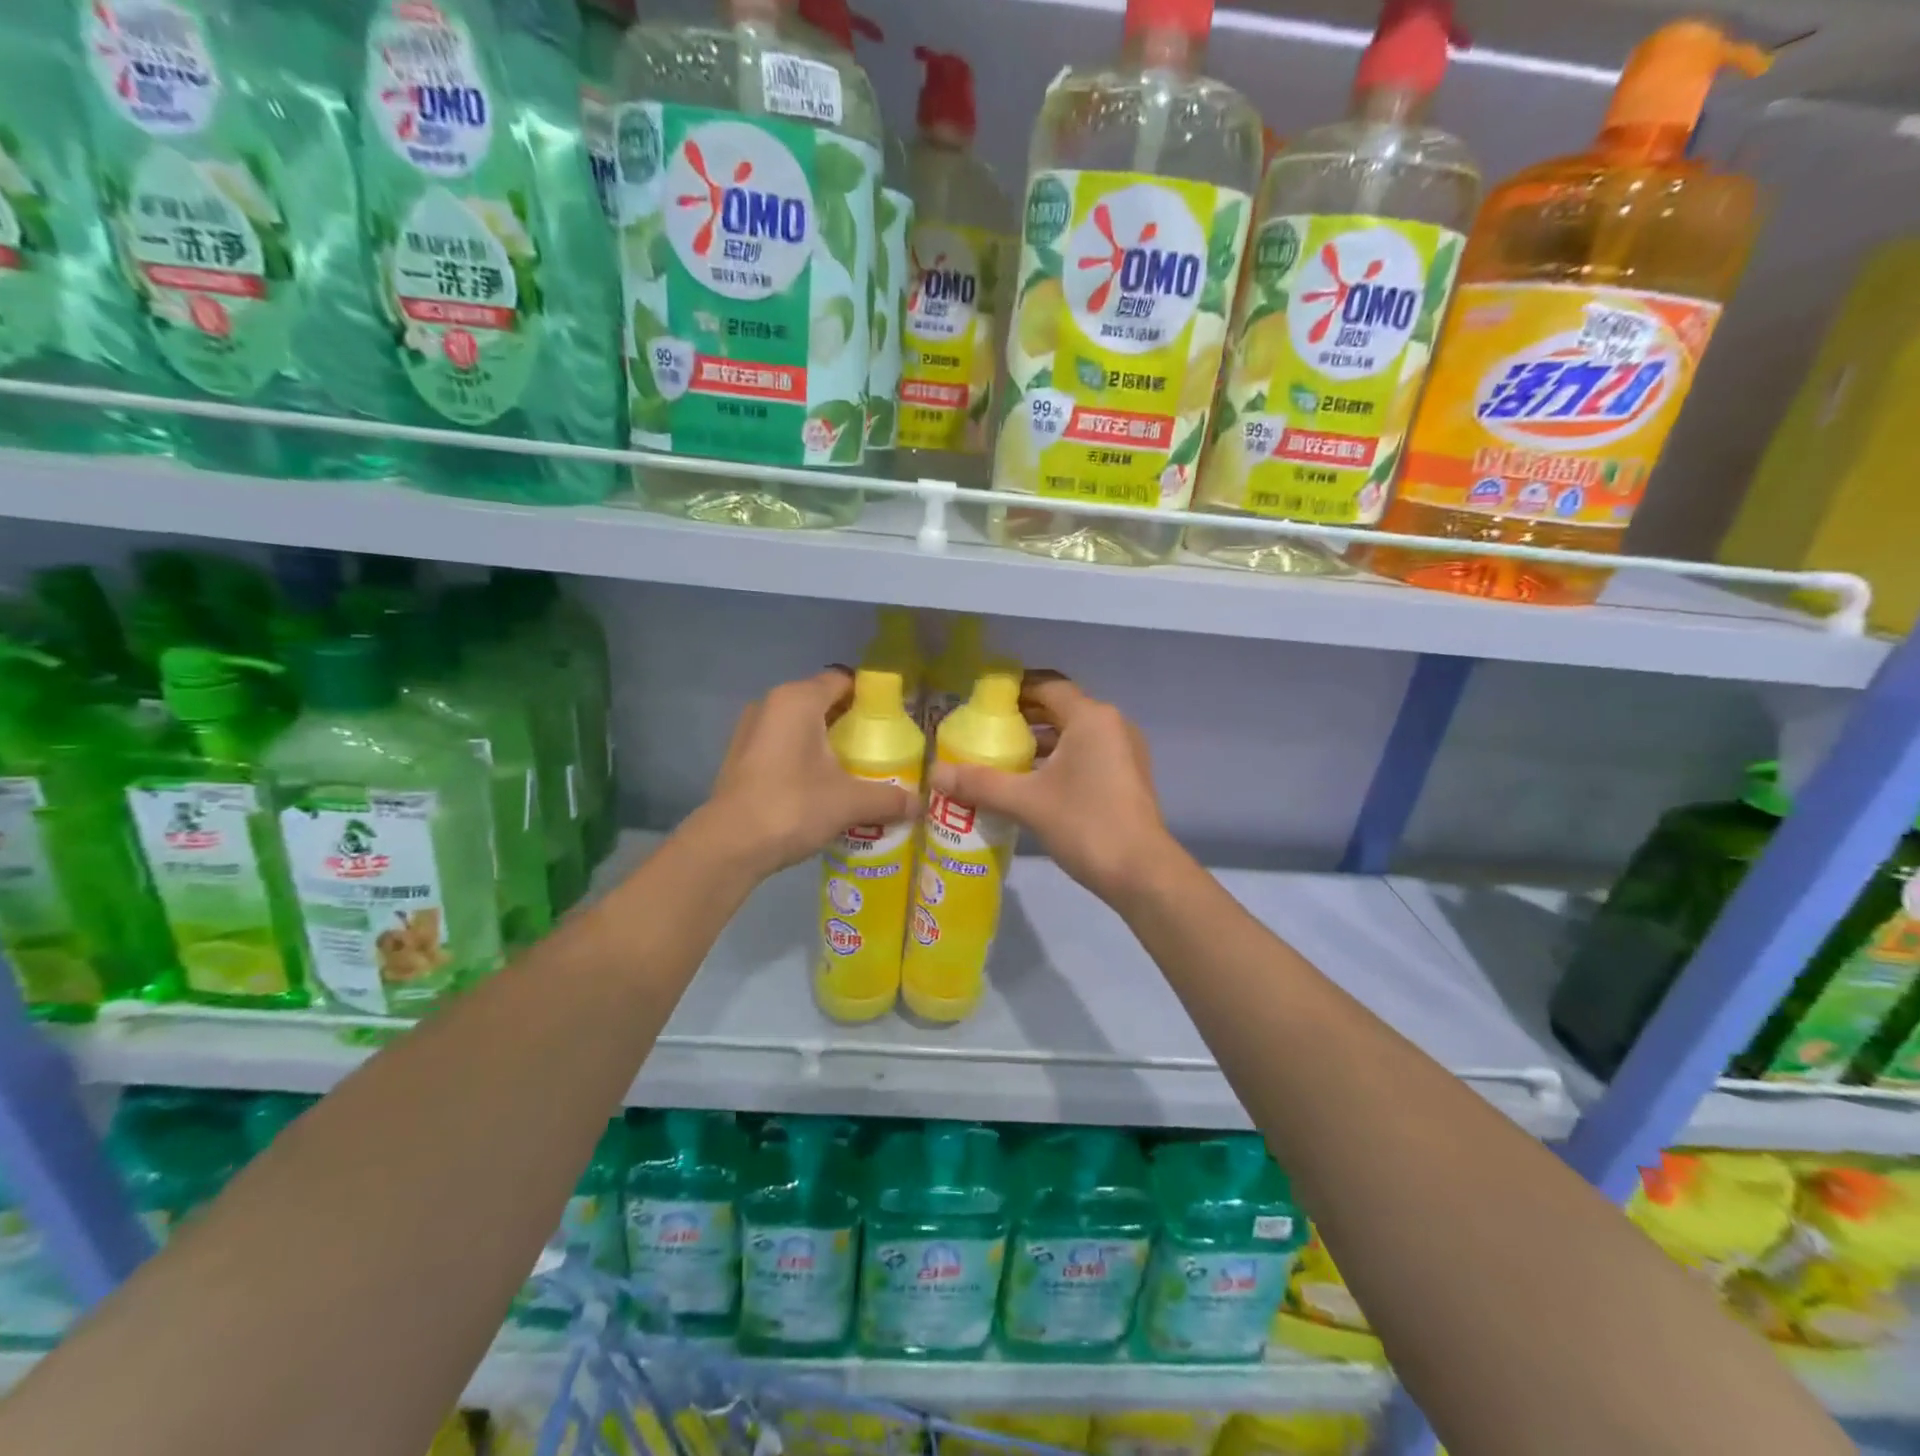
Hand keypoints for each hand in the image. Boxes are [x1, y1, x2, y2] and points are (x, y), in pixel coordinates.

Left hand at [703, 669, 917, 879]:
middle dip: (851, 723)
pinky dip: (803, 757)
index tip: (893, 721)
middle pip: (822, 702)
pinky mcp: (740, 756)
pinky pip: (782, 745)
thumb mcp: (850, 802)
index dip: (871, 697)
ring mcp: (750, 730)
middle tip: (879, 749)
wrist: (729, 845)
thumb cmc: (793, 806)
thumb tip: (919, 805)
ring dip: (825, 742)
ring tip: (852, 770)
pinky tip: (820, 786)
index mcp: (798, 700)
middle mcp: (771, 704)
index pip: (843, 680)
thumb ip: (888, 798)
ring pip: (800, 725)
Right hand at [928, 672, 1179, 904]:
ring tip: (1001, 756)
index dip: (1014, 690)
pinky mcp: (1125, 777)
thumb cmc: (1085, 824)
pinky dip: (1057, 760)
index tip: (982, 702)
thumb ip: (980, 784)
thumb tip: (935, 774)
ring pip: (1073, 734)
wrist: (1141, 872)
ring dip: (1040, 741)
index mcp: (1091, 718)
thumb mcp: (1026, 802)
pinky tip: (1030, 782)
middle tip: (985, 730)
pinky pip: (1085, 755)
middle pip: (1060, 709)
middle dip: (1023, 718)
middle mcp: (1111, 725)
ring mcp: (1123, 752)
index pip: (1047, 687)